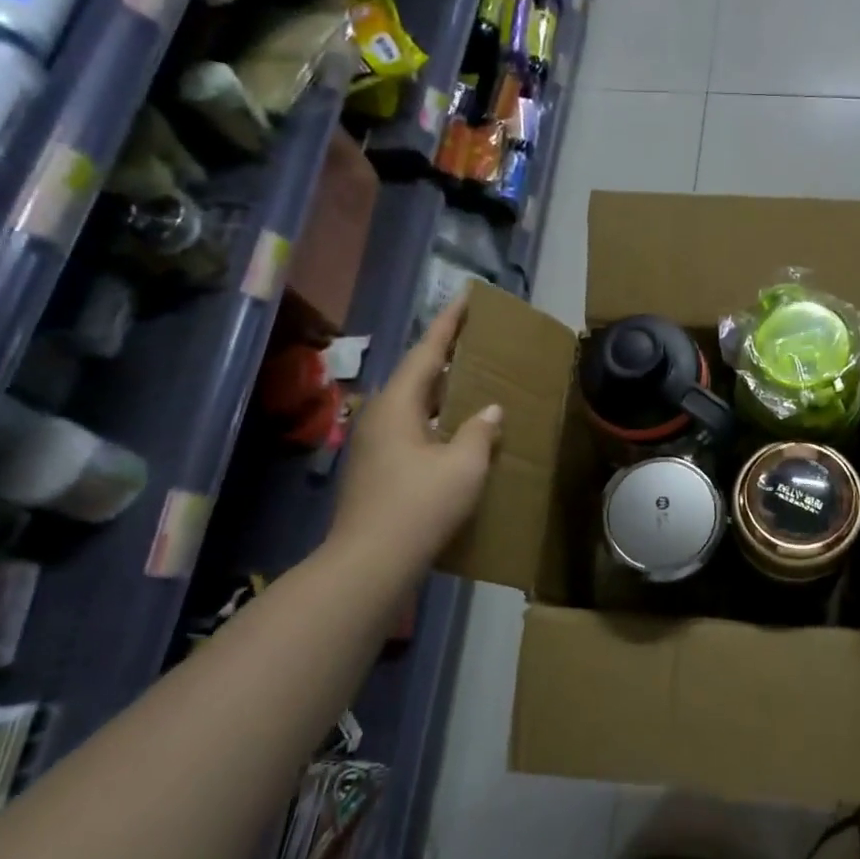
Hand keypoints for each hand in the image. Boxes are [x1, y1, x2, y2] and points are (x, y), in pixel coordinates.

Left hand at [329, 297, 501, 569]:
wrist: (370, 562)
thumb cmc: (420, 505)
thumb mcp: (463, 465)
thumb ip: (479, 431)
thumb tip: (488, 412)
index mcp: (397, 404)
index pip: (427, 352)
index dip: (450, 324)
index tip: (466, 296)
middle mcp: (379, 415)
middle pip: (417, 375)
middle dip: (446, 357)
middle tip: (476, 341)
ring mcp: (372, 443)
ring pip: (413, 404)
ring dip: (441, 392)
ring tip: (471, 383)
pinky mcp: (374, 467)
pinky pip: (410, 428)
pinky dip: (435, 419)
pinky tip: (455, 432)